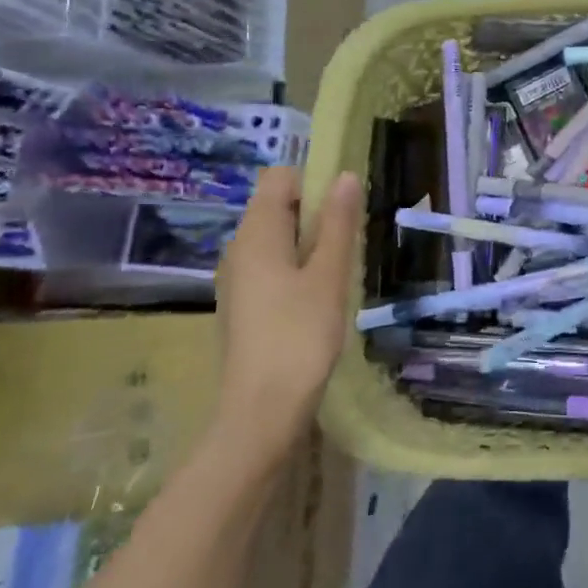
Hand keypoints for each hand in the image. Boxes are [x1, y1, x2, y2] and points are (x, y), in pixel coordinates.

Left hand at [212, 167, 362, 461]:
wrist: (261, 412)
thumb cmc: (299, 335)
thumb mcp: (329, 275)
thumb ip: (338, 223)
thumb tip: (346, 176)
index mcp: (256, 234)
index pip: (279, 178)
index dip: (314, 181)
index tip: (345, 206)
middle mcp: (239, 249)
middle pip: (278, 207)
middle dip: (317, 213)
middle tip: (350, 242)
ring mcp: (238, 280)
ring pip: (278, 239)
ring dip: (311, 243)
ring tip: (340, 271)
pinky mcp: (245, 305)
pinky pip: (273, 266)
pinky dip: (298, 268)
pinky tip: (320, 296)